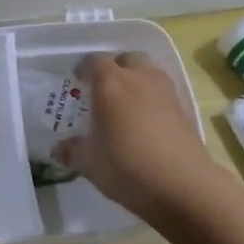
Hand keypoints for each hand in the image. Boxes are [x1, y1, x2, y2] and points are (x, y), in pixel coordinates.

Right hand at [54, 52, 225, 222]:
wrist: (182, 185)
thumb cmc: (126, 166)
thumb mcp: (89, 163)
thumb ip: (72, 150)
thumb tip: (60, 148)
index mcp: (110, 83)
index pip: (94, 62)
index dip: (84, 69)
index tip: (78, 80)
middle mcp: (139, 78)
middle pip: (127, 59)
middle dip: (115, 68)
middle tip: (104, 89)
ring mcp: (166, 92)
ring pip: (149, 72)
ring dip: (137, 80)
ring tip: (126, 105)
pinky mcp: (184, 109)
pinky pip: (163, 94)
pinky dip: (153, 100)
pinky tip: (147, 123)